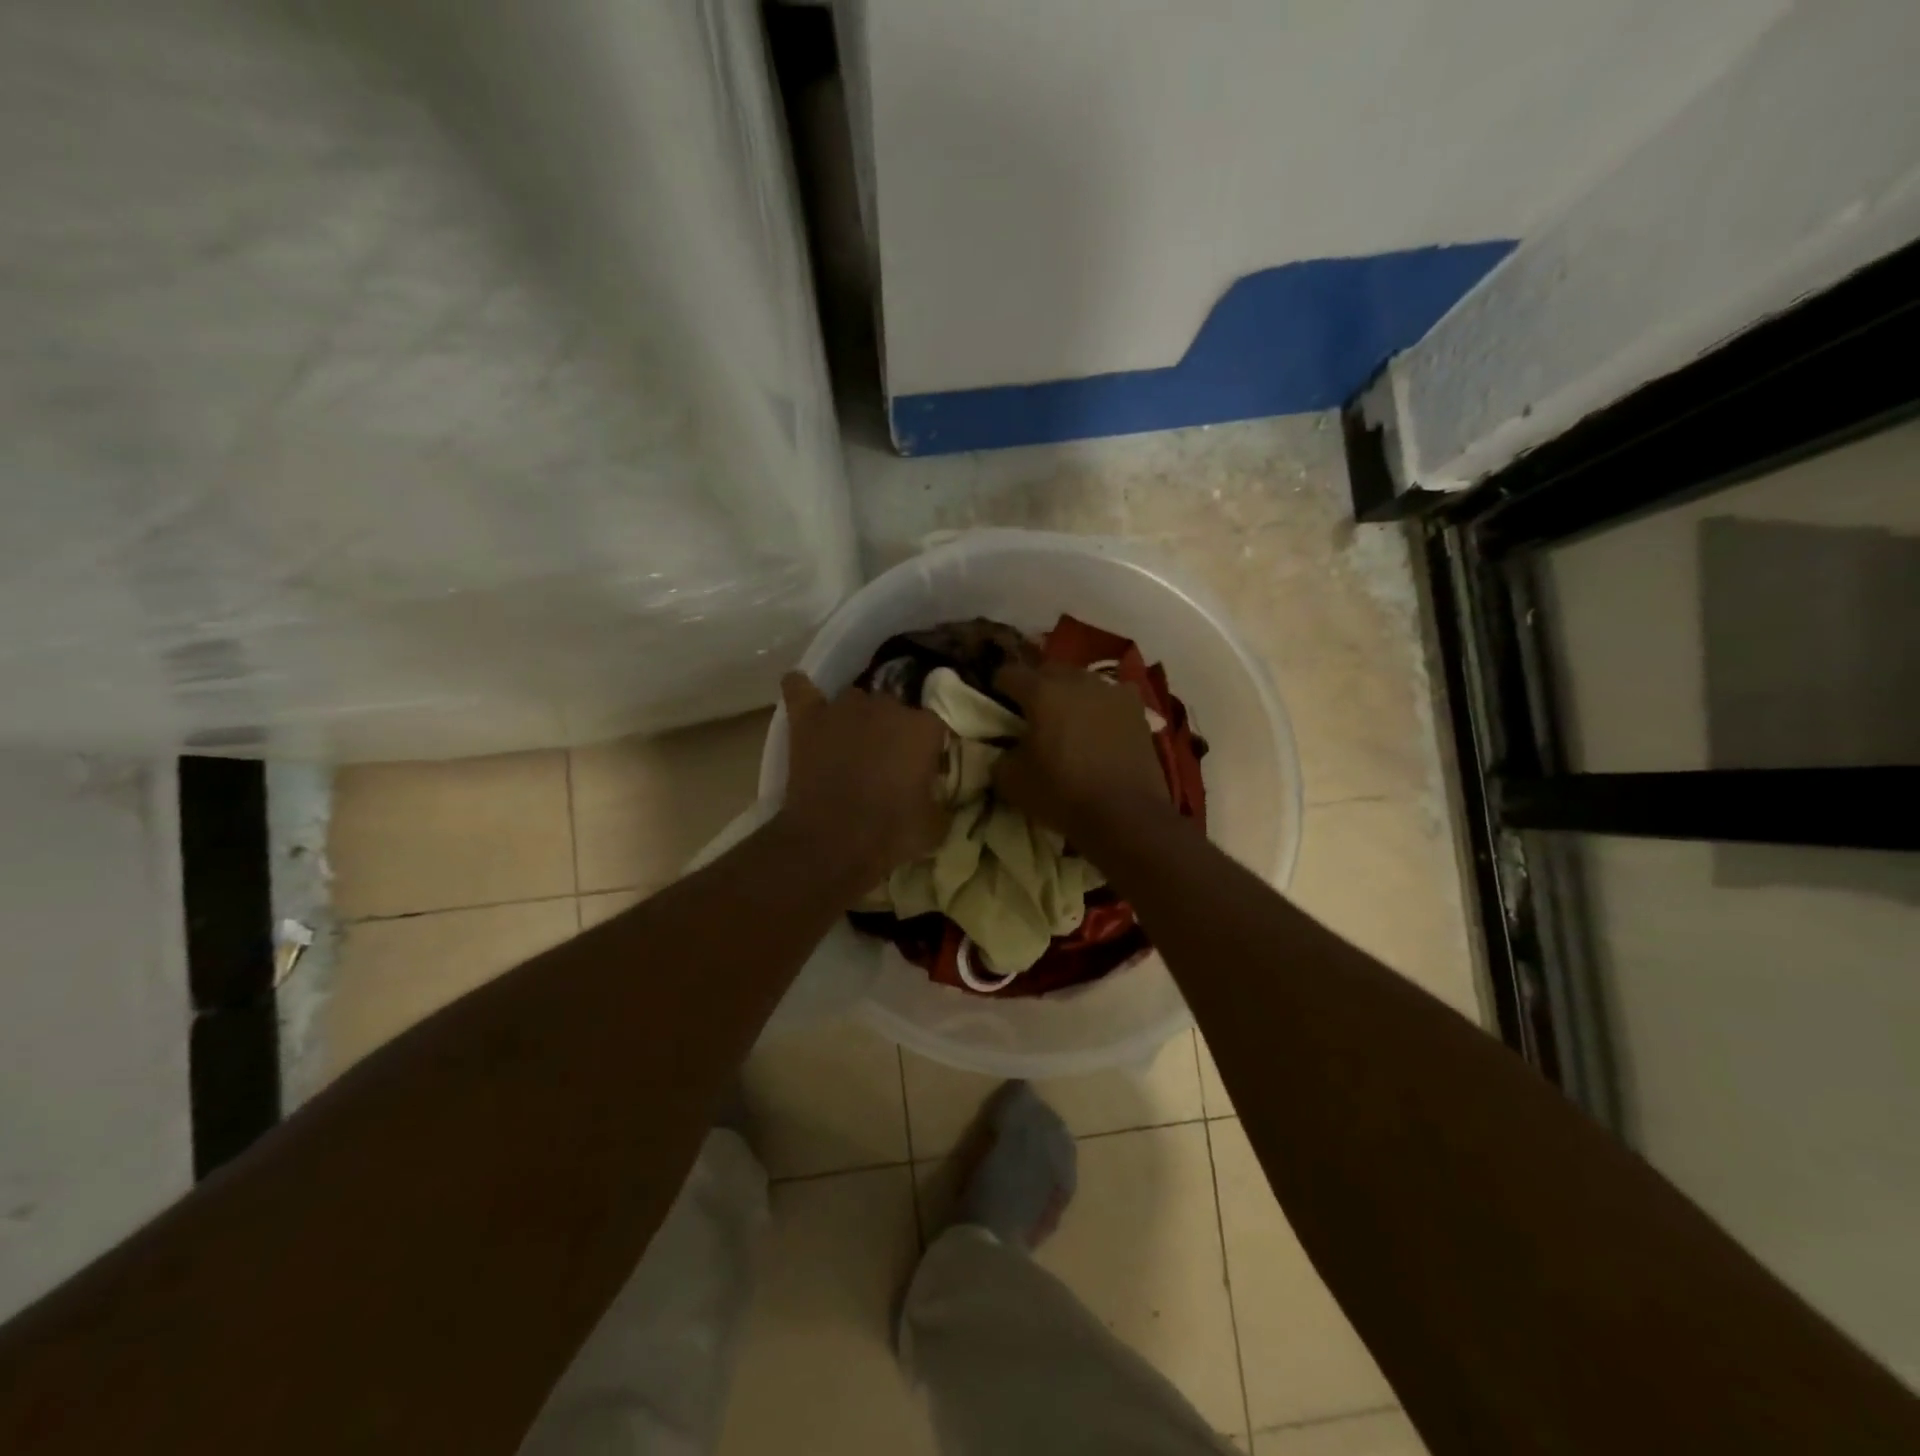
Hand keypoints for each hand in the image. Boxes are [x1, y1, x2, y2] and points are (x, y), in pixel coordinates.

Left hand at [777, 671, 948, 889]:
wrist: (832, 842)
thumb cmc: (891, 834)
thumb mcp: (934, 826)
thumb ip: (939, 800)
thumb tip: (935, 797)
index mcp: (922, 728)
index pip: (933, 725)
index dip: (927, 747)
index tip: (923, 769)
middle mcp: (886, 706)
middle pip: (894, 707)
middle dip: (892, 730)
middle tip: (886, 763)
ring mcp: (843, 708)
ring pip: (854, 698)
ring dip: (856, 716)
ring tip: (851, 743)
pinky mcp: (807, 719)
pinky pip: (799, 688)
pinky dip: (801, 689)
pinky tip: (802, 691)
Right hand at [992, 663, 1171, 842]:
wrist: (1125, 813)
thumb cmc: (1062, 793)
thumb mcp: (1012, 782)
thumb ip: (1001, 757)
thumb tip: (1006, 751)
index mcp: (1041, 691)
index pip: (1009, 673)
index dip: (998, 686)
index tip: (996, 701)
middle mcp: (1076, 680)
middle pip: (1047, 670)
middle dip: (1035, 685)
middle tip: (1030, 711)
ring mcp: (1111, 691)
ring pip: (1081, 680)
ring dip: (1069, 693)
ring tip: (1067, 718)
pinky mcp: (1137, 708)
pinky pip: (1111, 696)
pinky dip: (1101, 706)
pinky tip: (1100, 725)